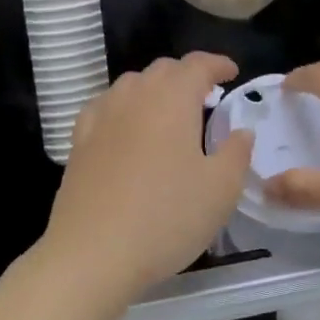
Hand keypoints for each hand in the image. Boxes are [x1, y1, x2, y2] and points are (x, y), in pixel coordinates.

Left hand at [39, 53, 253, 303]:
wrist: (93, 254)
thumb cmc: (167, 217)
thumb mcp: (221, 189)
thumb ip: (236, 153)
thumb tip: (241, 131)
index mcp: (172, 99)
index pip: (197, 65)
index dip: (217, 64)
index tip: (232, 73)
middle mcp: (134, 97)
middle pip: (163, 70)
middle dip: (187, 76)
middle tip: (207, 97)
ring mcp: (101, 118)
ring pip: (131, 85)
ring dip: (155, 90)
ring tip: (169, 114)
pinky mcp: (79, 143)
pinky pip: (105, 108)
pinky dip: (124, 108)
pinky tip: (126, 129)